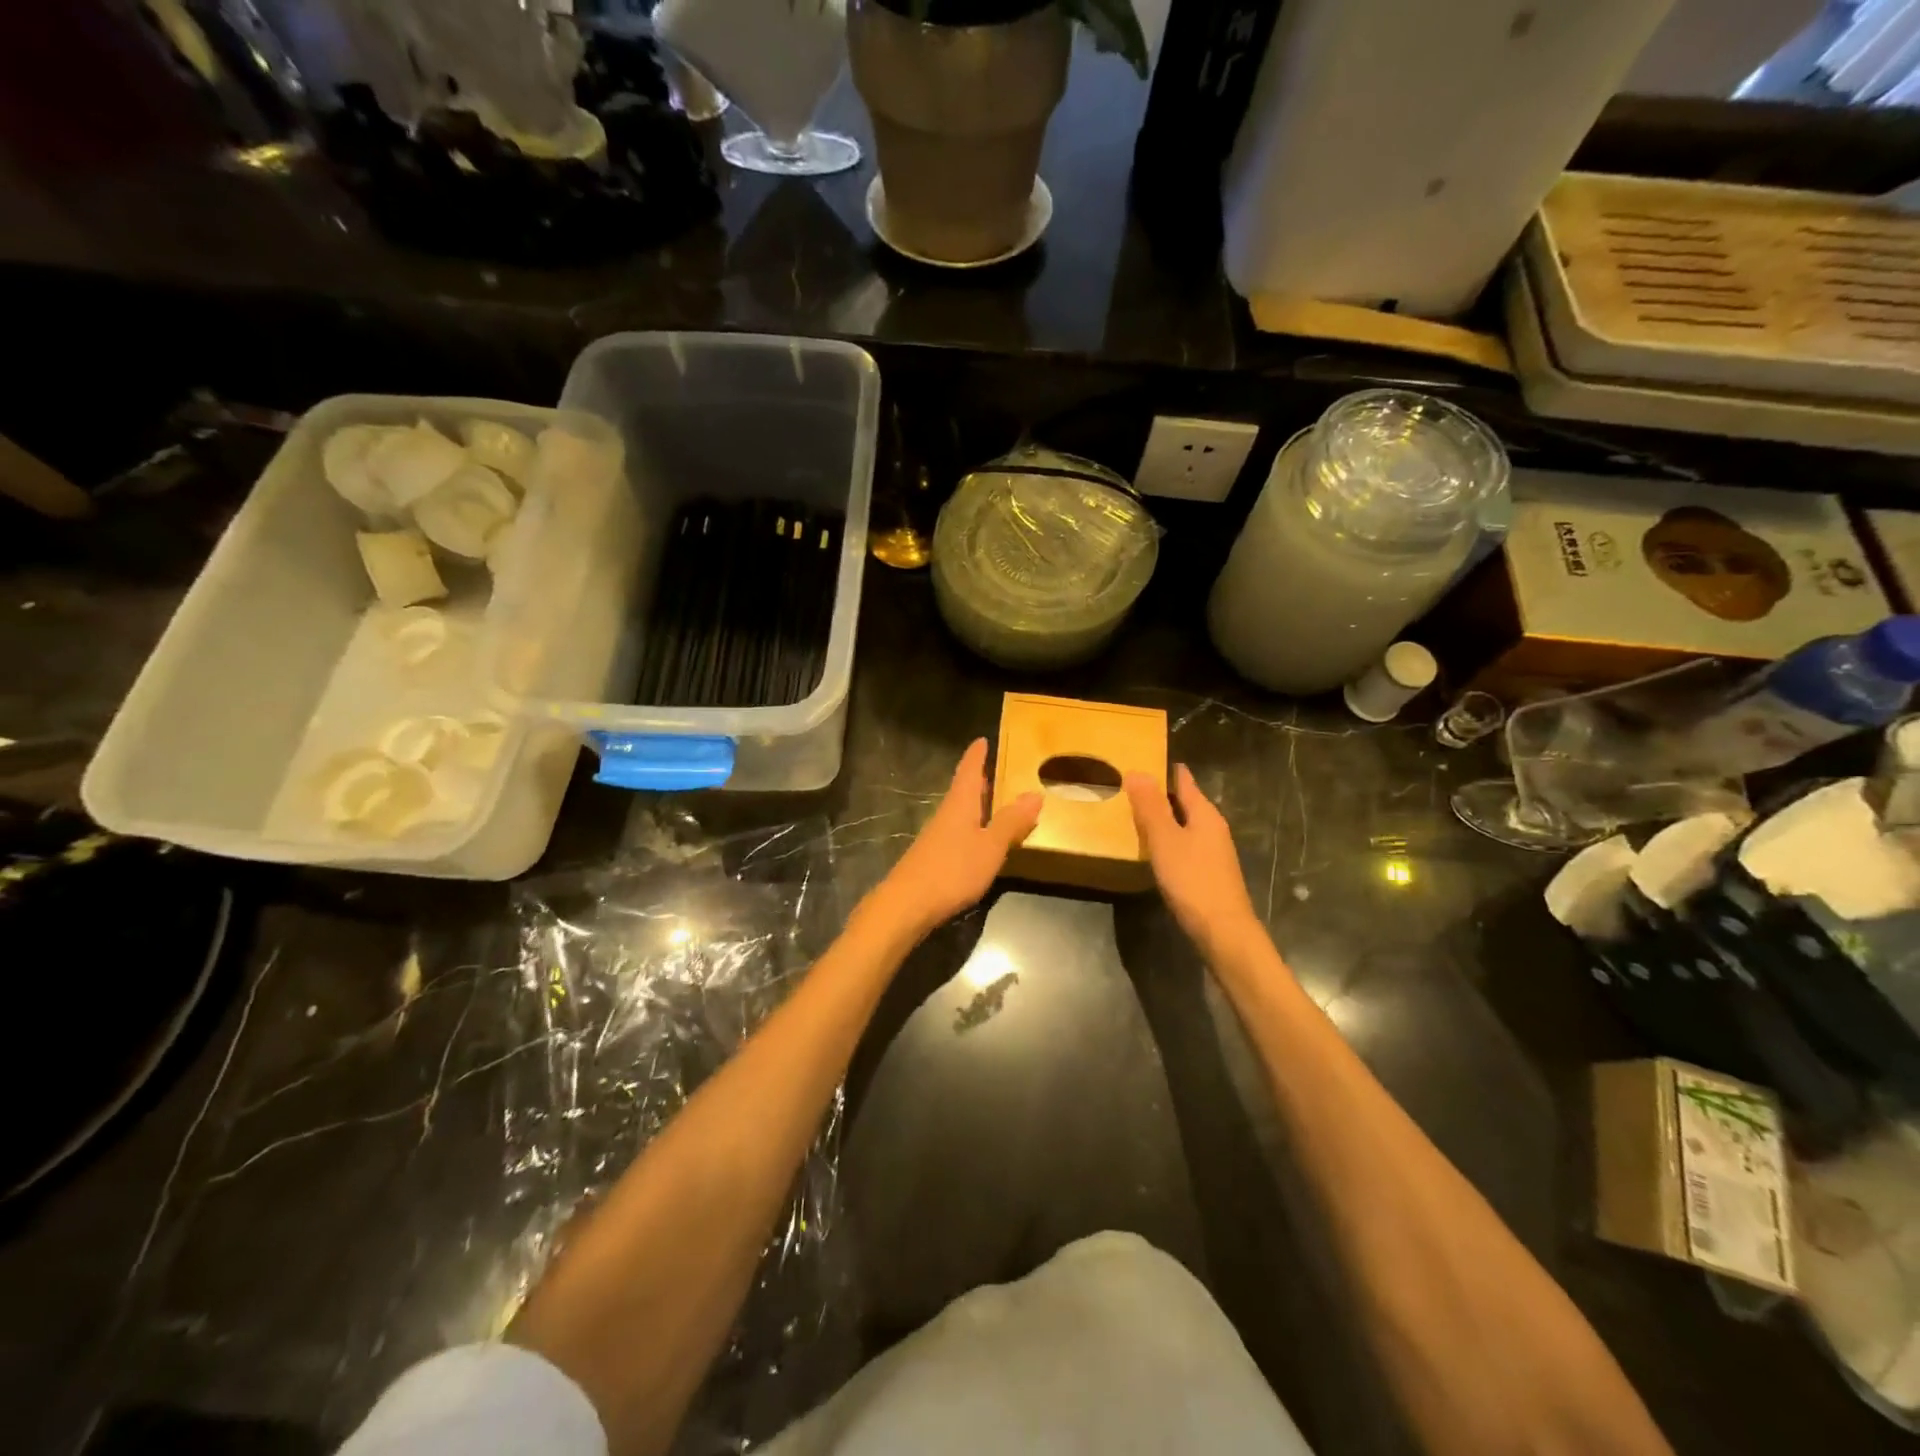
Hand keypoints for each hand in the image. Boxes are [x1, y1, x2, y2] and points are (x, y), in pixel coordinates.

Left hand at [869, 739, 1042, 941]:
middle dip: (977, 779)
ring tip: (991, 802)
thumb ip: (1011, 822)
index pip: (969, 771)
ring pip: (958, 812)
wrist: (906, 905)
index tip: (982, 739)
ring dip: (974, 804)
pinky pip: (956, 832)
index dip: (977, 756)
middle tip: (993, 769)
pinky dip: (970, 827)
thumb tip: (1034, 793)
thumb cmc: (952, 870)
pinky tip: (977, 840)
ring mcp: (935, 837)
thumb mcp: (990, 847)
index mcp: (960, 805)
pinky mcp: (932, 858)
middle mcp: (945, 815)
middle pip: (962, 790)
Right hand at [1125, 764, 1260, 956]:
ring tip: (1134, 815)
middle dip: (1160, 794)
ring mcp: (1213, 852)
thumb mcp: (1165, 841)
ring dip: (1163, 818)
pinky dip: (1168, 840)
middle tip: (1128, 787)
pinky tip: (1153, 850)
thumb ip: (1151, 807)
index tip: (1141, 759)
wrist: (1223, 932)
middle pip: (1185, 802)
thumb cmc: (1193, 881)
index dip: (1165, 769)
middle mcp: (1213, 828)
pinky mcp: (1208, 873)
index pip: (1184, 780)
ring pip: (1185, 825)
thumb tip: (1138, 771)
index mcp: (1205, 814)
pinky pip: (1185, 845)